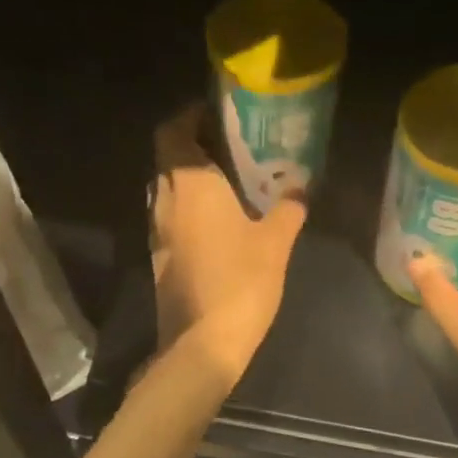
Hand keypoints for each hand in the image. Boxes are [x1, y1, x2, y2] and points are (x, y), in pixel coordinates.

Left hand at [151, 106, 306, 377]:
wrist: (202, 344)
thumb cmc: (240, 282)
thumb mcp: (275, 242)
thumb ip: (288, 209)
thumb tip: (299, 189)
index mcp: (191, 185)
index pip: (173, 132)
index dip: (189, 116)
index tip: (215, 113)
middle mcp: (166, 200)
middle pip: (168, 157)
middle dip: (193, 144)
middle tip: (230, 144)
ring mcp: (157, 230)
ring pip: (167, 187)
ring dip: (190, 176)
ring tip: (228, 178)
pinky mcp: (160, 256)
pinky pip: (170, 215)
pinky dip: (188, 205)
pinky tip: (219, 218)